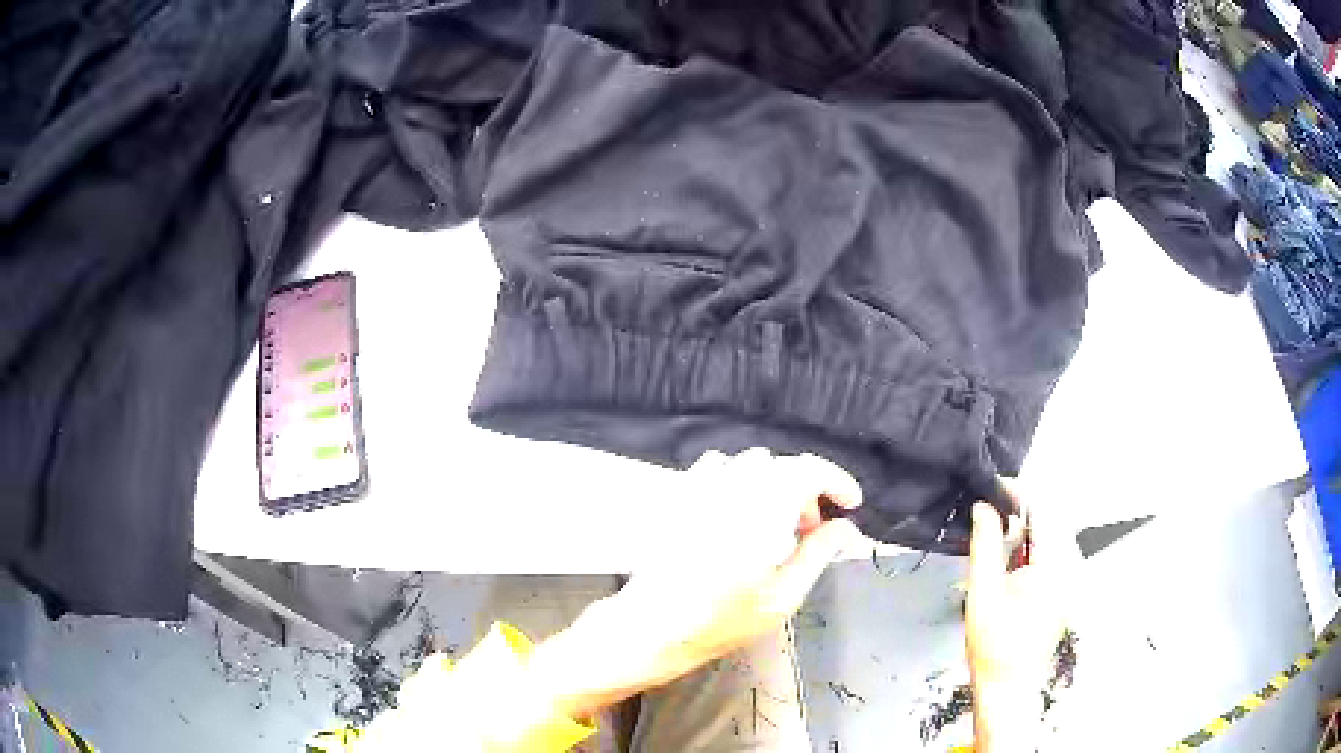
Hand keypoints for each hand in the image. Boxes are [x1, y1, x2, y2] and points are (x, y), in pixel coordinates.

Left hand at [530, 449, 863, 717]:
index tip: (849, 505)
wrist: (653, 626)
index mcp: (762, 510)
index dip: (836, 481)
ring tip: (774, 525)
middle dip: (807, 492)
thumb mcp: (783, 596)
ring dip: (775, 485)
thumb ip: (818, 554)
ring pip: (752, 464)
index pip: (810, 469)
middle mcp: (731, 488)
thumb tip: (845, 528)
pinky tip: (738, 514)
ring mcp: (701, 488)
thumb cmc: (721, 620)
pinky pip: (717, 468)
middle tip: (810, 532)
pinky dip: (740, 481)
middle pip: (783, 466)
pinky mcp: (680, 496)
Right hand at [965, 501, 1077, 750]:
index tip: (992, 486)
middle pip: (1046, 523)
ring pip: (1046, 542)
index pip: (1042, 510)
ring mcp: (1065, 583)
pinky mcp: (1059, 595)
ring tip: (992, 540)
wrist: (1006, 687)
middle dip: (1017, 514)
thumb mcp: (983, 590)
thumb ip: (985, 543)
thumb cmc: (993, 642)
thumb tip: (984, 506)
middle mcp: (1067, 568)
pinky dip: (1025, 554)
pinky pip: (1045, 560)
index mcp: (1053, 563)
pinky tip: (1005, 565)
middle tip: (986, 515)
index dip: (1017, 493)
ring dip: (1020, 535)